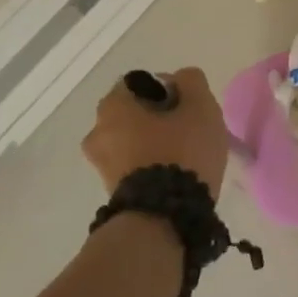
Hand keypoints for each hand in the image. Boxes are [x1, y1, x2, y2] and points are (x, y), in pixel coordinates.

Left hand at [82, 68, 229, 198]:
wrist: (165, 217)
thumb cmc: (182, 152)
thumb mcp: (200, 106)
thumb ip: (192, 81)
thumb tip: (181, 79)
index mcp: (113, 106)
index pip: (139, 83)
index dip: (168, 89)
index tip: (188, 106)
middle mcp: (97, 132)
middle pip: (135, 114)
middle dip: (160, 118)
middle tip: (190, 130)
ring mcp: (100, 165)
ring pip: (133, 141)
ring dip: (155, 143)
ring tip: (186, 156)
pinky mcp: (111, 190)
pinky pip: (134, 165)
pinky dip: (151, 165)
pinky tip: (176, 175)